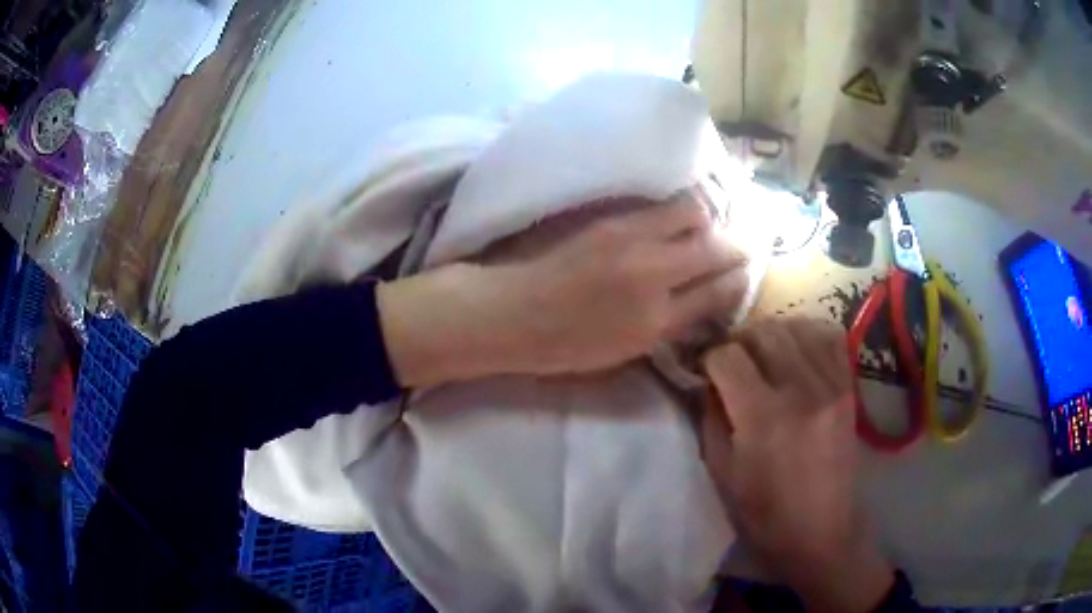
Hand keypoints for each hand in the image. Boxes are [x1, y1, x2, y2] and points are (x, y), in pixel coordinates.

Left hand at [377, 193, 749, 385]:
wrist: (511, 315)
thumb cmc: (565, 346)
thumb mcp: (625, 352)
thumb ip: (669, 325)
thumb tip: (701, 301)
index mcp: (657, 323)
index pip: (720, 292)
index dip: (739, 280)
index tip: (744, 272)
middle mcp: (653, 277)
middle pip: (717, 248)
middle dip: (737, 245)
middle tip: (739, 245)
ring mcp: (631, 242)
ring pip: (693, 214)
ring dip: (707, 220)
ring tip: (704, 226)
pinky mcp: (610, 220)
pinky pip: (661, 205)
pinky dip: (679, 208)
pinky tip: (678, 215)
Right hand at [700, 318, 892, 612]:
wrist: (820, 531)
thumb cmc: (763, 512)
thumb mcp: (721, 471)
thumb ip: (711, 417)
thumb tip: (706, 380)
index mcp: (762, 416)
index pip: (727, 355)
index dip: (708, 358)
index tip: (705, 371)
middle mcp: (800, 389)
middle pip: (763, 331)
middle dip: (739, 341)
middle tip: (732, 362)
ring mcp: (831, 385)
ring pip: (796, 326)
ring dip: (772, 335)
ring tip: (764, 357)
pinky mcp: (849, 388)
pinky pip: (830, 337)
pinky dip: (809, 335)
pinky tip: (797, 353)